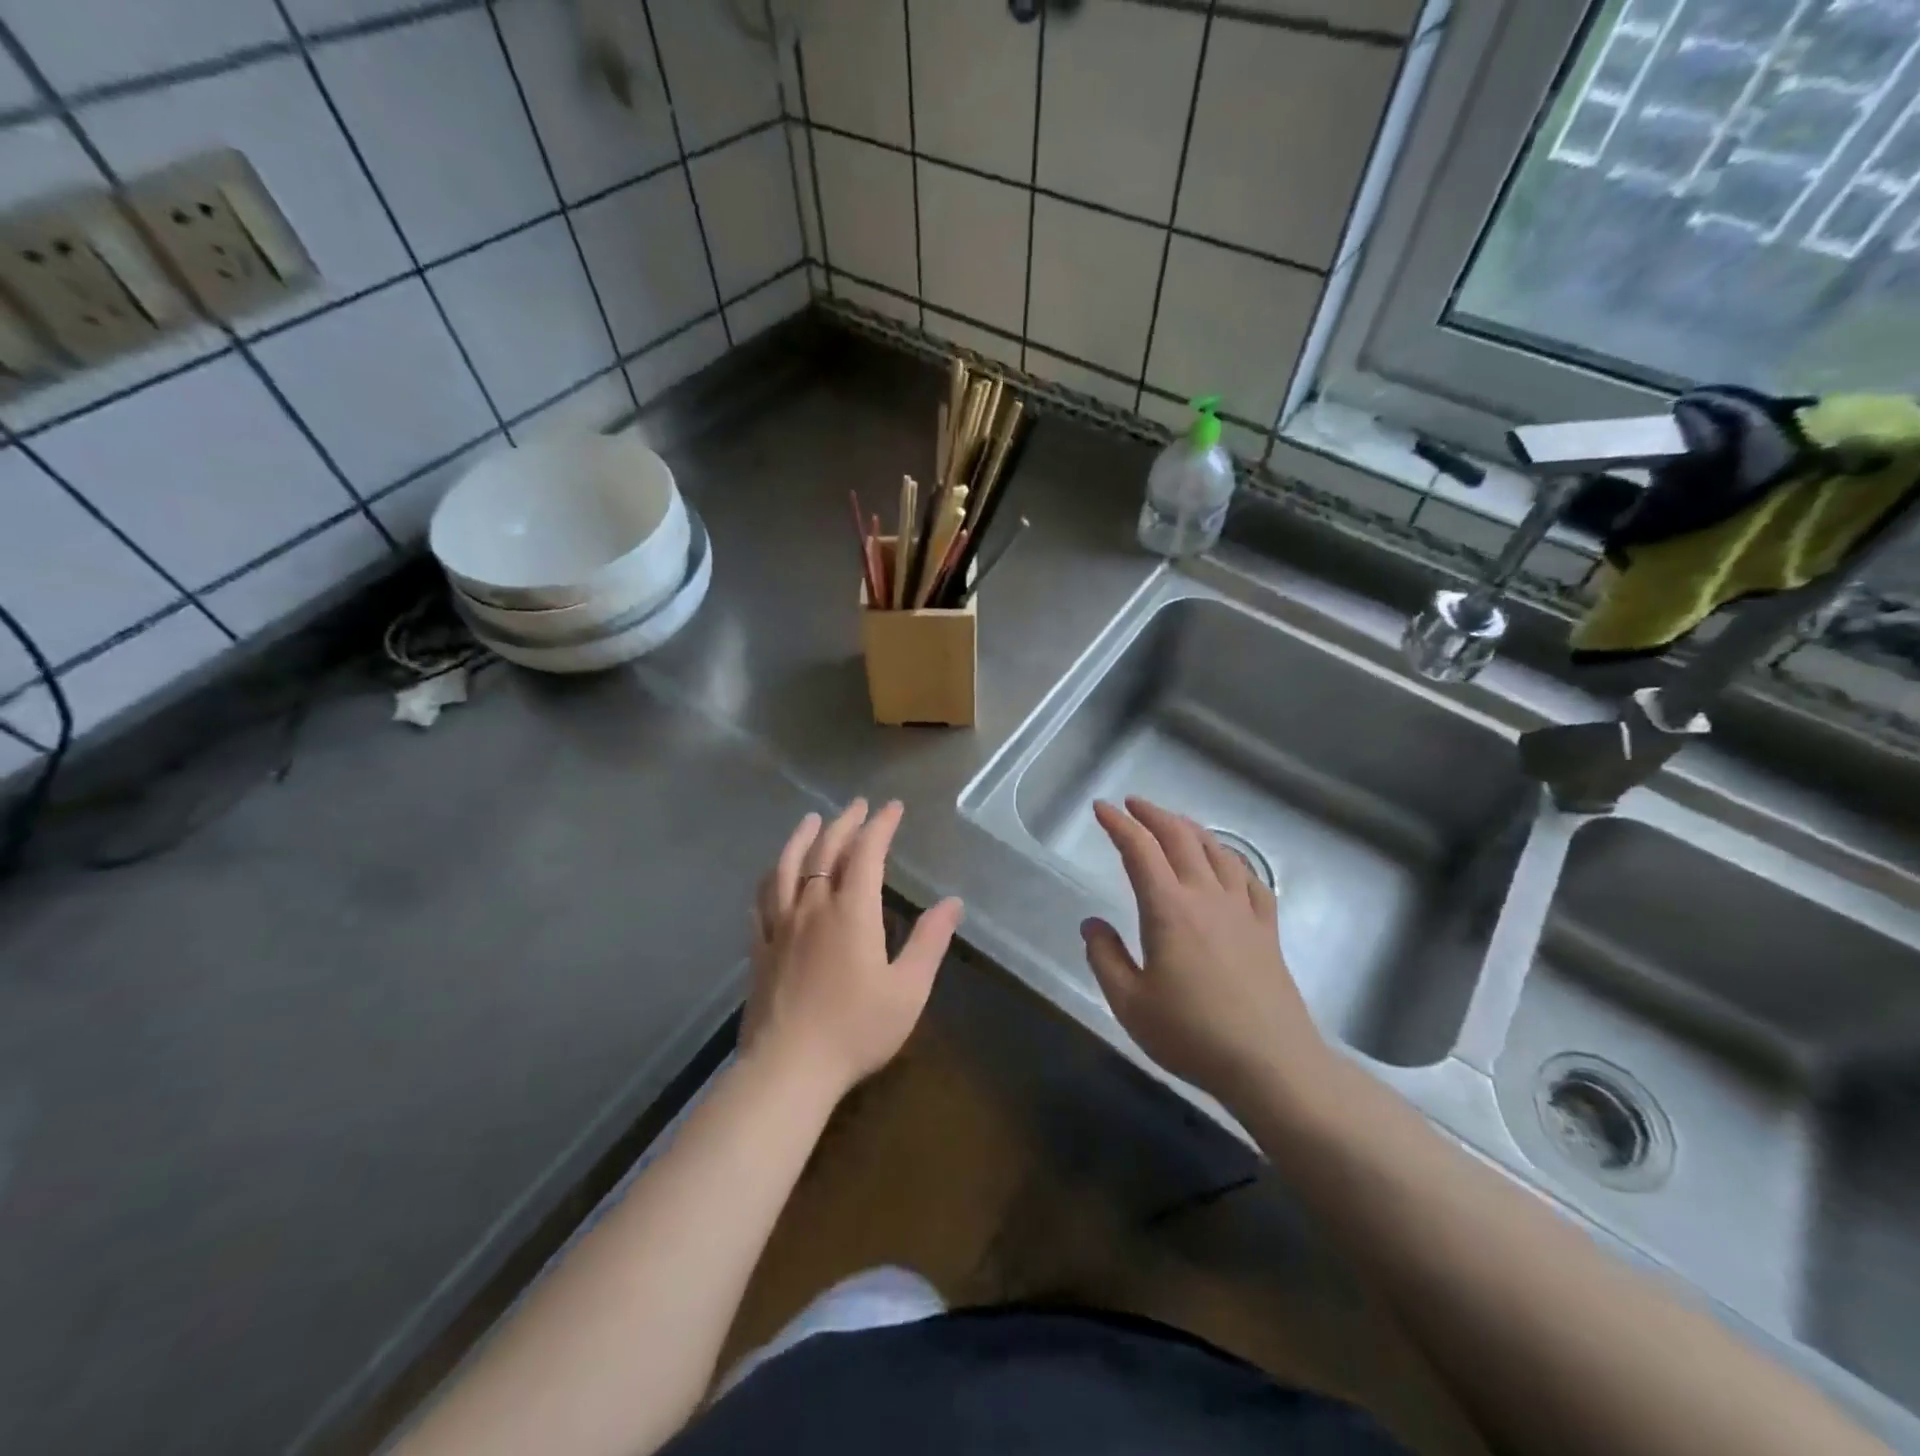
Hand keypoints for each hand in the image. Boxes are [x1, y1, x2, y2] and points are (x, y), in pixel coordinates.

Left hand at [744, 798, 963, 1099]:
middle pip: (826, 851)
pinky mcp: (760, 948)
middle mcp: (813, 907)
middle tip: (858, 806)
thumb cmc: (856, 1029)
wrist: (788, 1068)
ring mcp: (781, 926)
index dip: (880, 826)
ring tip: (811, 820)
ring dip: (801, 838)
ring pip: (787, 868)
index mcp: (852, 912)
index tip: (893, 808)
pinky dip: (770, 878)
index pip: (867, 853)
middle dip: (845, 823)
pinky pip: (761, 901)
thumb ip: (929, 941)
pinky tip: (772, 875)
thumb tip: (952, 903)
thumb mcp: (908, 989)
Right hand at [1080, 797, 1331, 1110]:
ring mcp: (1242, 910)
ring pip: (1217, 851)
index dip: (1118, 824)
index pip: (1140, 851)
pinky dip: (1232, 860)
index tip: (1101, 808)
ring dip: (1190, 829)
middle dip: (1153, 815)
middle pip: (1180, 838)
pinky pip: (1250, 879)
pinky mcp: (1267, 929)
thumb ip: (1105, 958)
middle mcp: (1206, 897)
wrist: (1271, 1064)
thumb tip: (1092, 924)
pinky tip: (1227, 863)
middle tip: (1132, 805)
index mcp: (1169, 909)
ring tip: (1174, 823)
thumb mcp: (1130, 1004)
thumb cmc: (1192, 1035)